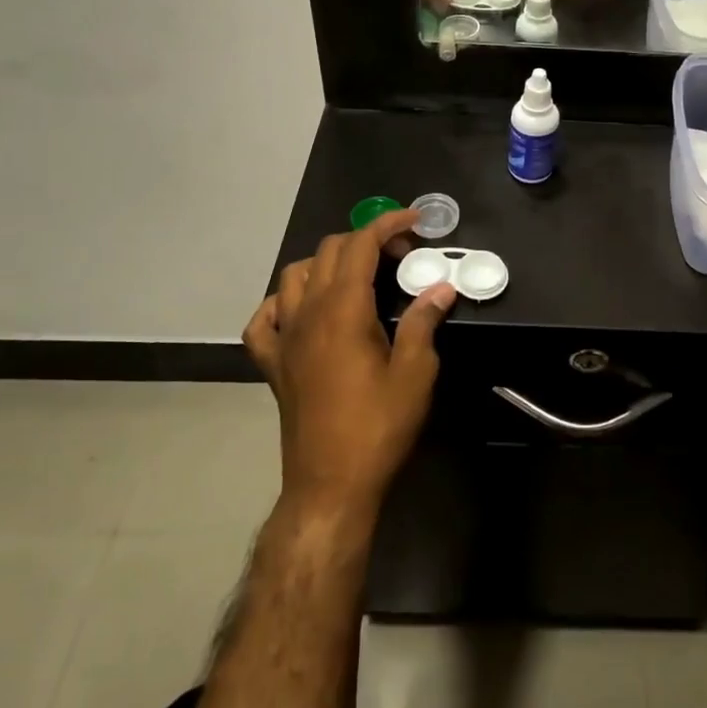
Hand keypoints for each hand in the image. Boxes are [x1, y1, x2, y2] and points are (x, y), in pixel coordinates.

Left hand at [242, 208, 454, 519]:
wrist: (331, 485)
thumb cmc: (378, 427)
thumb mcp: (415, 373)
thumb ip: (423, 322)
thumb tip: (441, 289)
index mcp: (343, 310)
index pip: (360, 245)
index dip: (388, 225)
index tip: (416, 222)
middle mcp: (307, 314)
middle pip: (329, 252)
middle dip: (366, 241)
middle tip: (401, 257)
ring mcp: (284, 338)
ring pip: (294, 275)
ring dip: (326, 263)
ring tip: (357, 277)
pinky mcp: (272, 364)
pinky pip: (265, 319)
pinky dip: (283, 303)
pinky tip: (302, 311)